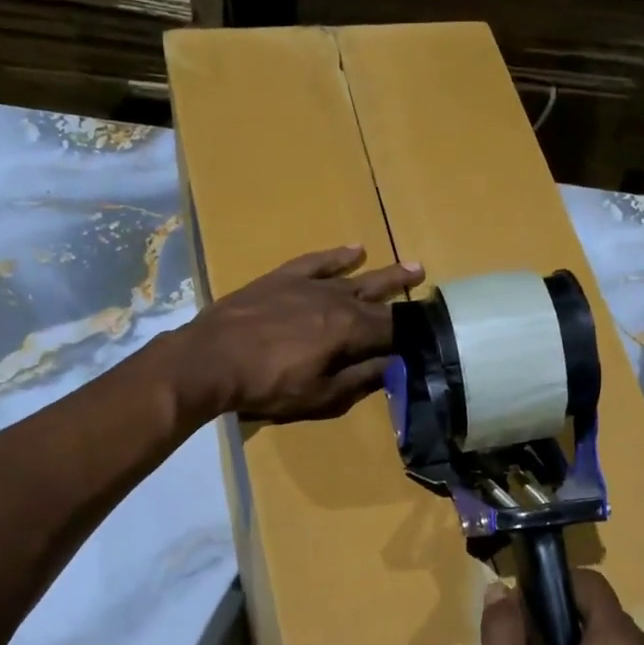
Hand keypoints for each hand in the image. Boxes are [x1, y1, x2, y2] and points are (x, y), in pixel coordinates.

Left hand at [177, 246, 424, 420]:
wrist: (211, 358)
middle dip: (406, 297)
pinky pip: (318, 261)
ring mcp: (310, 285)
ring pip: (356, 276)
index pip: (393, 329)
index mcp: (351, 331)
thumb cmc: (268, 385)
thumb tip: (394, 365)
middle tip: (431, 290)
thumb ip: (360, 379)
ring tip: (412, 267)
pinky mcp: (284, 277)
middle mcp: (338, 300)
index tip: (431, 333)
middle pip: (380, 298)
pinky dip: (338, 255)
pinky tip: (355, 249)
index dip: (413, 333)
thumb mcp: (321, 395)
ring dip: (385, 273)